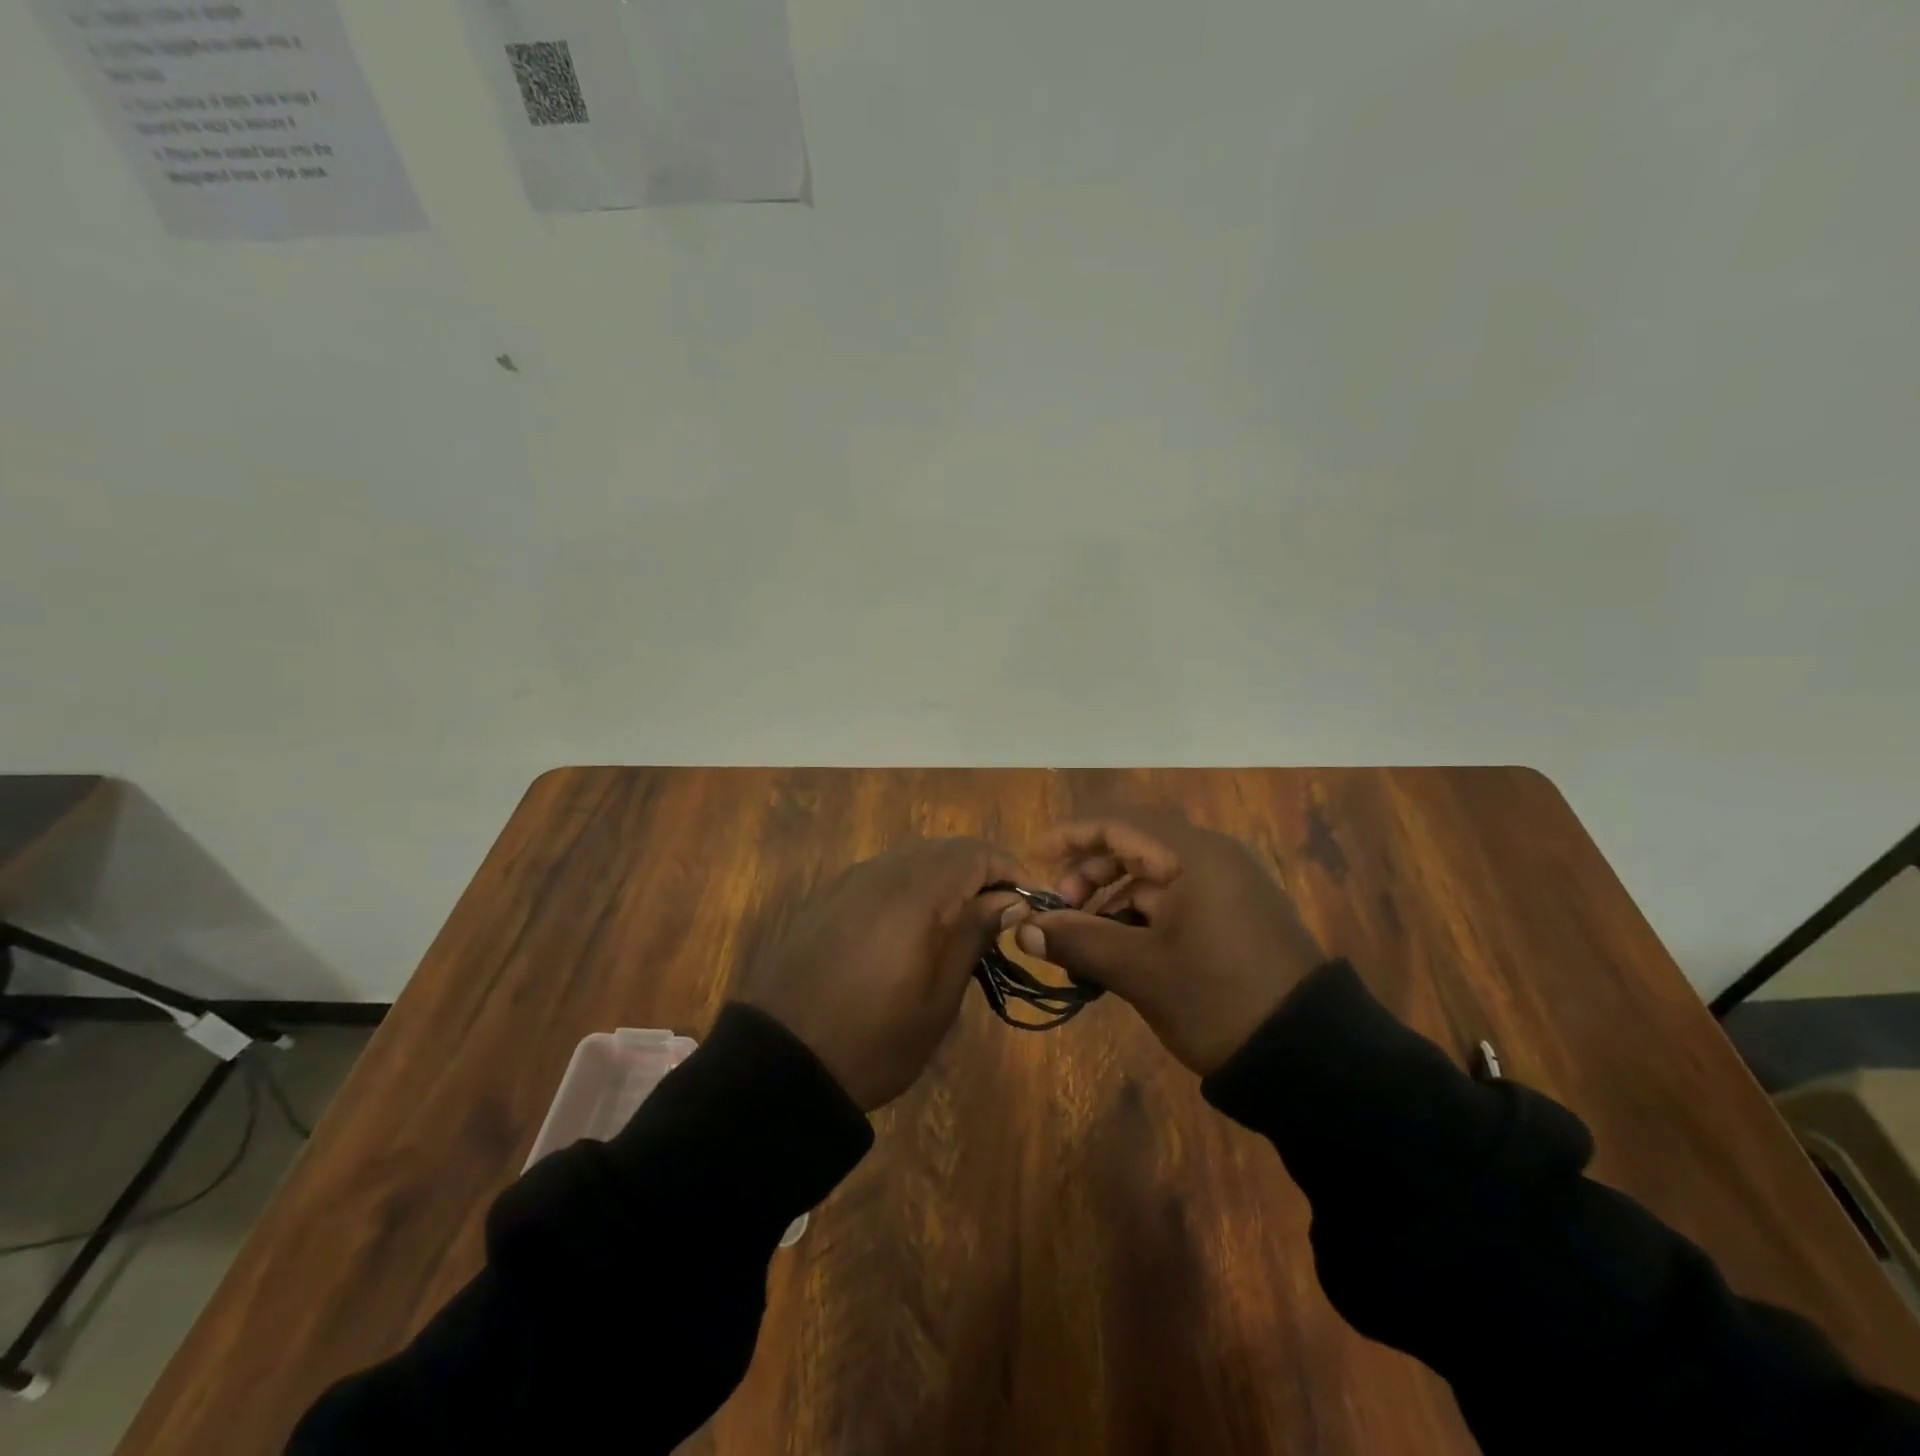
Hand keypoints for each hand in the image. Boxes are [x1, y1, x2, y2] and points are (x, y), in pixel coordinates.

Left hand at [736, 838, 1025, 1110]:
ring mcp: (848, 883)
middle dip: (980, 872)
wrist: (779, 1064)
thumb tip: (1009, 900)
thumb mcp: (938, 999)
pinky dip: (910, 887)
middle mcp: (881, 873)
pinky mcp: (825, 899)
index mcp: (915, 893)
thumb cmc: (873, 1040)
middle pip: (944, 849)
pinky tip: (912, 925)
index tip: (1029, 903)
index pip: (975, 853)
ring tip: (960, 920)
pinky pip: (880, 875)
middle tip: (1000, 914)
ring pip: (911, 858)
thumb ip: (973, 935)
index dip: (1010, 869)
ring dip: (944, 877)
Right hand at [1009, 808, 1327, 1074]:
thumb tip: (1022, 927)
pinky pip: (1174, 900)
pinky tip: (1119, 949)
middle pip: (1134, 846)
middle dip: (1090, 873)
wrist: (1309, 1057)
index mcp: (1194, 855)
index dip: (1072, 835)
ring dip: (1112, 899)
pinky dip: (1140, 917)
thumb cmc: (1218, 999)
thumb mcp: (1140, 970)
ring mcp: (1227, 888)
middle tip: (1061, 910)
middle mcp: (1212, 858)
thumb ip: (1078, 940)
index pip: (1119, 823)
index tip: (1035, 857)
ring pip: (1153, 877)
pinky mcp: (1234, 917)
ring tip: (1084, 938)